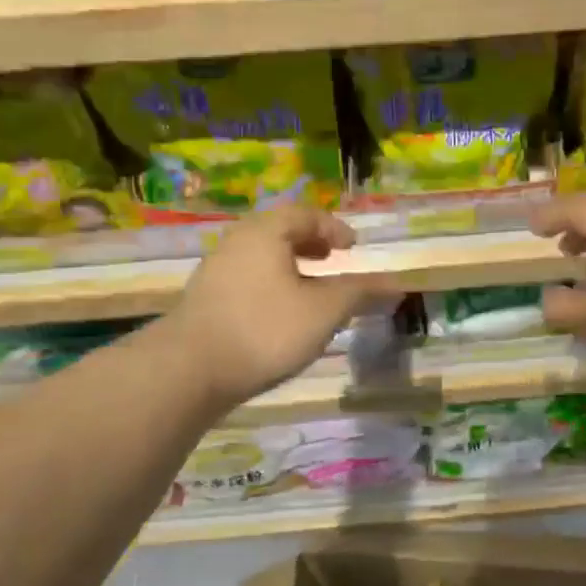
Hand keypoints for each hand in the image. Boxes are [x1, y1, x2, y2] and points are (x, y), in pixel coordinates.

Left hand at [168, 206, 397, 410]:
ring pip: (262, 257)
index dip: (334, 228)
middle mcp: (237, 242)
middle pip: (280, 232)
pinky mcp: (206, 299)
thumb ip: (359, 293)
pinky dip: (272, 284)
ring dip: (291, 266)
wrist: (189, 370)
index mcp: (266, 232)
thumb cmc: (265, 330)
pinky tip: (281, 313)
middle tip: (332, 260)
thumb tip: (395, 284)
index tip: (353, 247)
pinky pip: (248, 278)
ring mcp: (216, 270)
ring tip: (311, 288)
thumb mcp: (323, 311)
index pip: (306, 214)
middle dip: (311, 244)